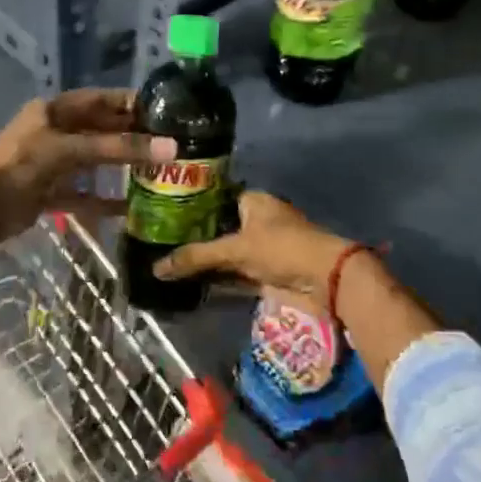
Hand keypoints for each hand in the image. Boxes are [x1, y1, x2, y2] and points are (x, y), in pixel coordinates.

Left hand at [0, 89, 175, 245]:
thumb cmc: (22, 165)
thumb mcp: (70, 150)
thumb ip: (117, 148)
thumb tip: (171, 149)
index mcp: (54, 111)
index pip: (100, 100)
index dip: (129, 103)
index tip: (165, 112)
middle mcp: (54, 132)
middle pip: (99, 131)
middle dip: (130, 137)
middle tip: (168, 145)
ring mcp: (51, 164)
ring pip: (93, 162)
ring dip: (119, 168)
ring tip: (156, 173)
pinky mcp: (49, 193)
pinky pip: (83, 194)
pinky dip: (104, 200)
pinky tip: (130, 207)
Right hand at [156, 191, 438, 390]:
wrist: (324, 279)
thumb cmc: (281, 248)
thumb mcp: (235, 249)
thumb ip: (196, 257)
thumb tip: (156, 269)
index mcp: (254, 201)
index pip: (215, 197)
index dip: (192, 205)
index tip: (164, 214)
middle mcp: (258, 220)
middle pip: (219, 227)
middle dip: (195, 237)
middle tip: (160, 242)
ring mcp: (263, 247)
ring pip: (226, 252)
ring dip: (206, 261)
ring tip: (170, 265)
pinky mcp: (266, 272)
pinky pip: (235, 273)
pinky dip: (218, 279)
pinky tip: (192, 284)